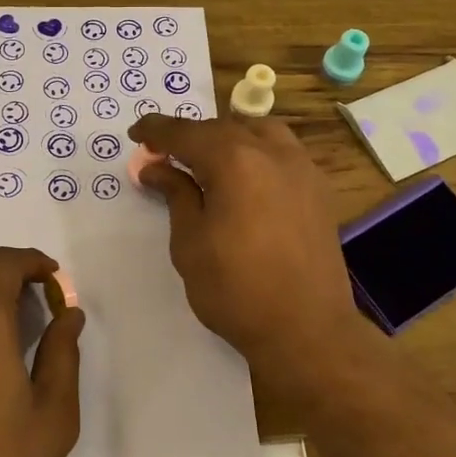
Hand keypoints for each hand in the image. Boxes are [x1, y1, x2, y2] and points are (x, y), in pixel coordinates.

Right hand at [129, 114, 368, 406]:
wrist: (306, 329)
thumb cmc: (236, 289)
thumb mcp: (190, 243)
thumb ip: (176, 195)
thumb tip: (157, 167)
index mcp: (234, 160)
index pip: (186, 133)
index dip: (157, 130)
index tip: (136, 133)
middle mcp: (272, 152)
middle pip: (223, 128)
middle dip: (191, 136)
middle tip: (165, 154)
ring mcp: (302, 169)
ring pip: (260, 132)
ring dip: (228, 137)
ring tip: (208, 159)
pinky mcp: (319, 190)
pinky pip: (283, 152)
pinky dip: (257, 152)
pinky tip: (246, 177)